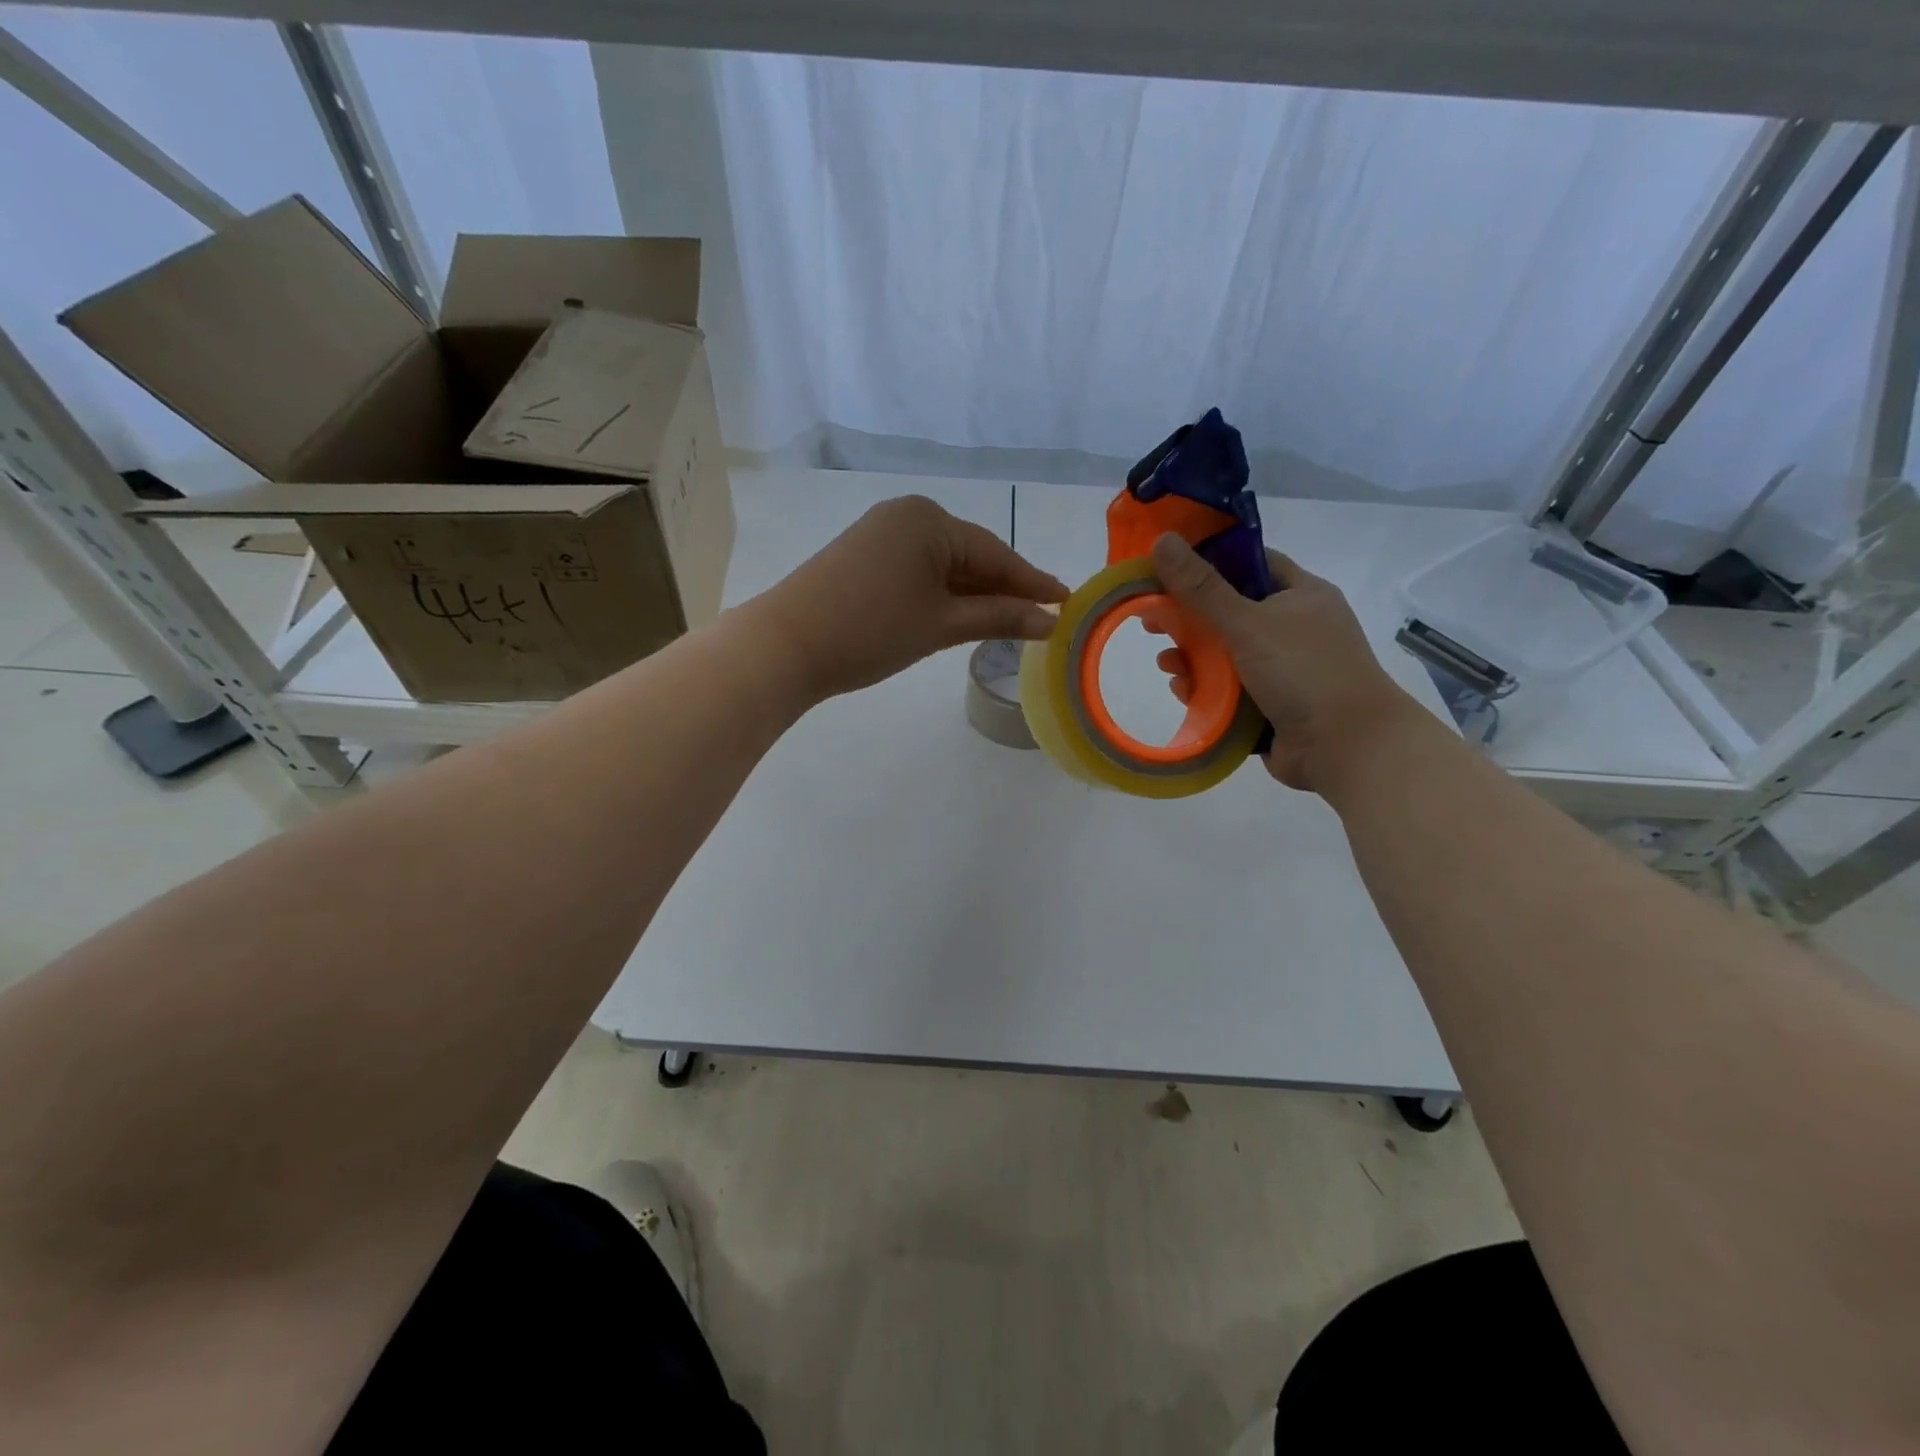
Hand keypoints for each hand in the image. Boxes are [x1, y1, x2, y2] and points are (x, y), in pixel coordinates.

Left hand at [754, 494, 1068, 701]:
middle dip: (1003, 590)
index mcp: (929, 520)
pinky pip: (918, 572)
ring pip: (943, 567)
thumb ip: (998, 618)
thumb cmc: (871, 630)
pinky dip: (942, 596)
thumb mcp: (941, 625)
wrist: (786, 645)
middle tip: (1042, 618)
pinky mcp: (862, 558)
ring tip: (1009, 623)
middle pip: (970, 556)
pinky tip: (962, 616)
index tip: (1065, 601)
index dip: (1031, 582)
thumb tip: (1049, 621)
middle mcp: (906, 516)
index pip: (995, 553)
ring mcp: (880, 535)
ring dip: (974, 596)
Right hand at [1149, 533, 1421, 792]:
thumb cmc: (1304, 671)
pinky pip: (1228, 690)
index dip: (1209, 561)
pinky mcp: (1269, 705)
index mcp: (1300, 595)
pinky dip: (1205, 689)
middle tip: (1151, 622)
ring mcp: (1282, 669)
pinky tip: (1183, 691)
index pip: (1250, 563)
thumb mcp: (1248, 622)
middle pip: (1229, 612)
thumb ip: (1202, 587)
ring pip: (1224, 654)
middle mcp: (1293, 628)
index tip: (1167, 569)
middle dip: (1189, 619)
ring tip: (1166, 664)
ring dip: (1192, 658)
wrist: (1346, 747)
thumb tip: (1161, 540)